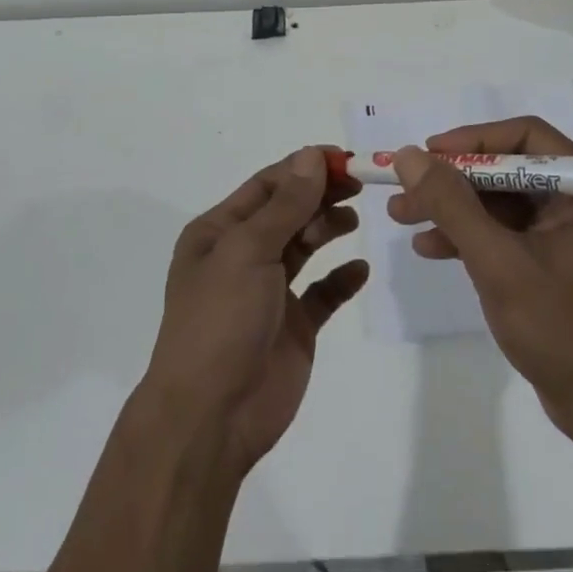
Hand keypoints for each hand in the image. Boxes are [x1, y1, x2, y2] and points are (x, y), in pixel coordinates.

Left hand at [141, 148, 369, 477]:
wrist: (212, 416)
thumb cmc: (221, 320)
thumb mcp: (248, 251)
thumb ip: (286, 205)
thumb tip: (312, 155)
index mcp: (219, 232)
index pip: (267, 186)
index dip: (304, 168)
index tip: (345, 158)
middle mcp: (242, 256)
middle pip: (288, 212)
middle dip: (321, 194)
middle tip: (360, 185)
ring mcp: (268, 292)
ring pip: (305, 246)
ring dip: (329, 228)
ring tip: (353, 220)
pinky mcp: (293, 326)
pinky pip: (322, 293)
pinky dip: (341, 278)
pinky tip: (359, 270)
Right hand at [389, 118, 572, 448]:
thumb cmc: (561, 329)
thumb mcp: (497, 262)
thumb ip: (451, 204)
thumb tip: (409, 156)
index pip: (526, 137)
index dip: (471, 141)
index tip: (425, 154)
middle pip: (509, 169)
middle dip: (453, 181)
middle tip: (404, 190)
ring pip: (503, 201)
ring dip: (454, 209)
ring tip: (402, 217)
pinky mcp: (560, 258)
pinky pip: (510, 231)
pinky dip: (472, 236)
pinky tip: (431, 248)